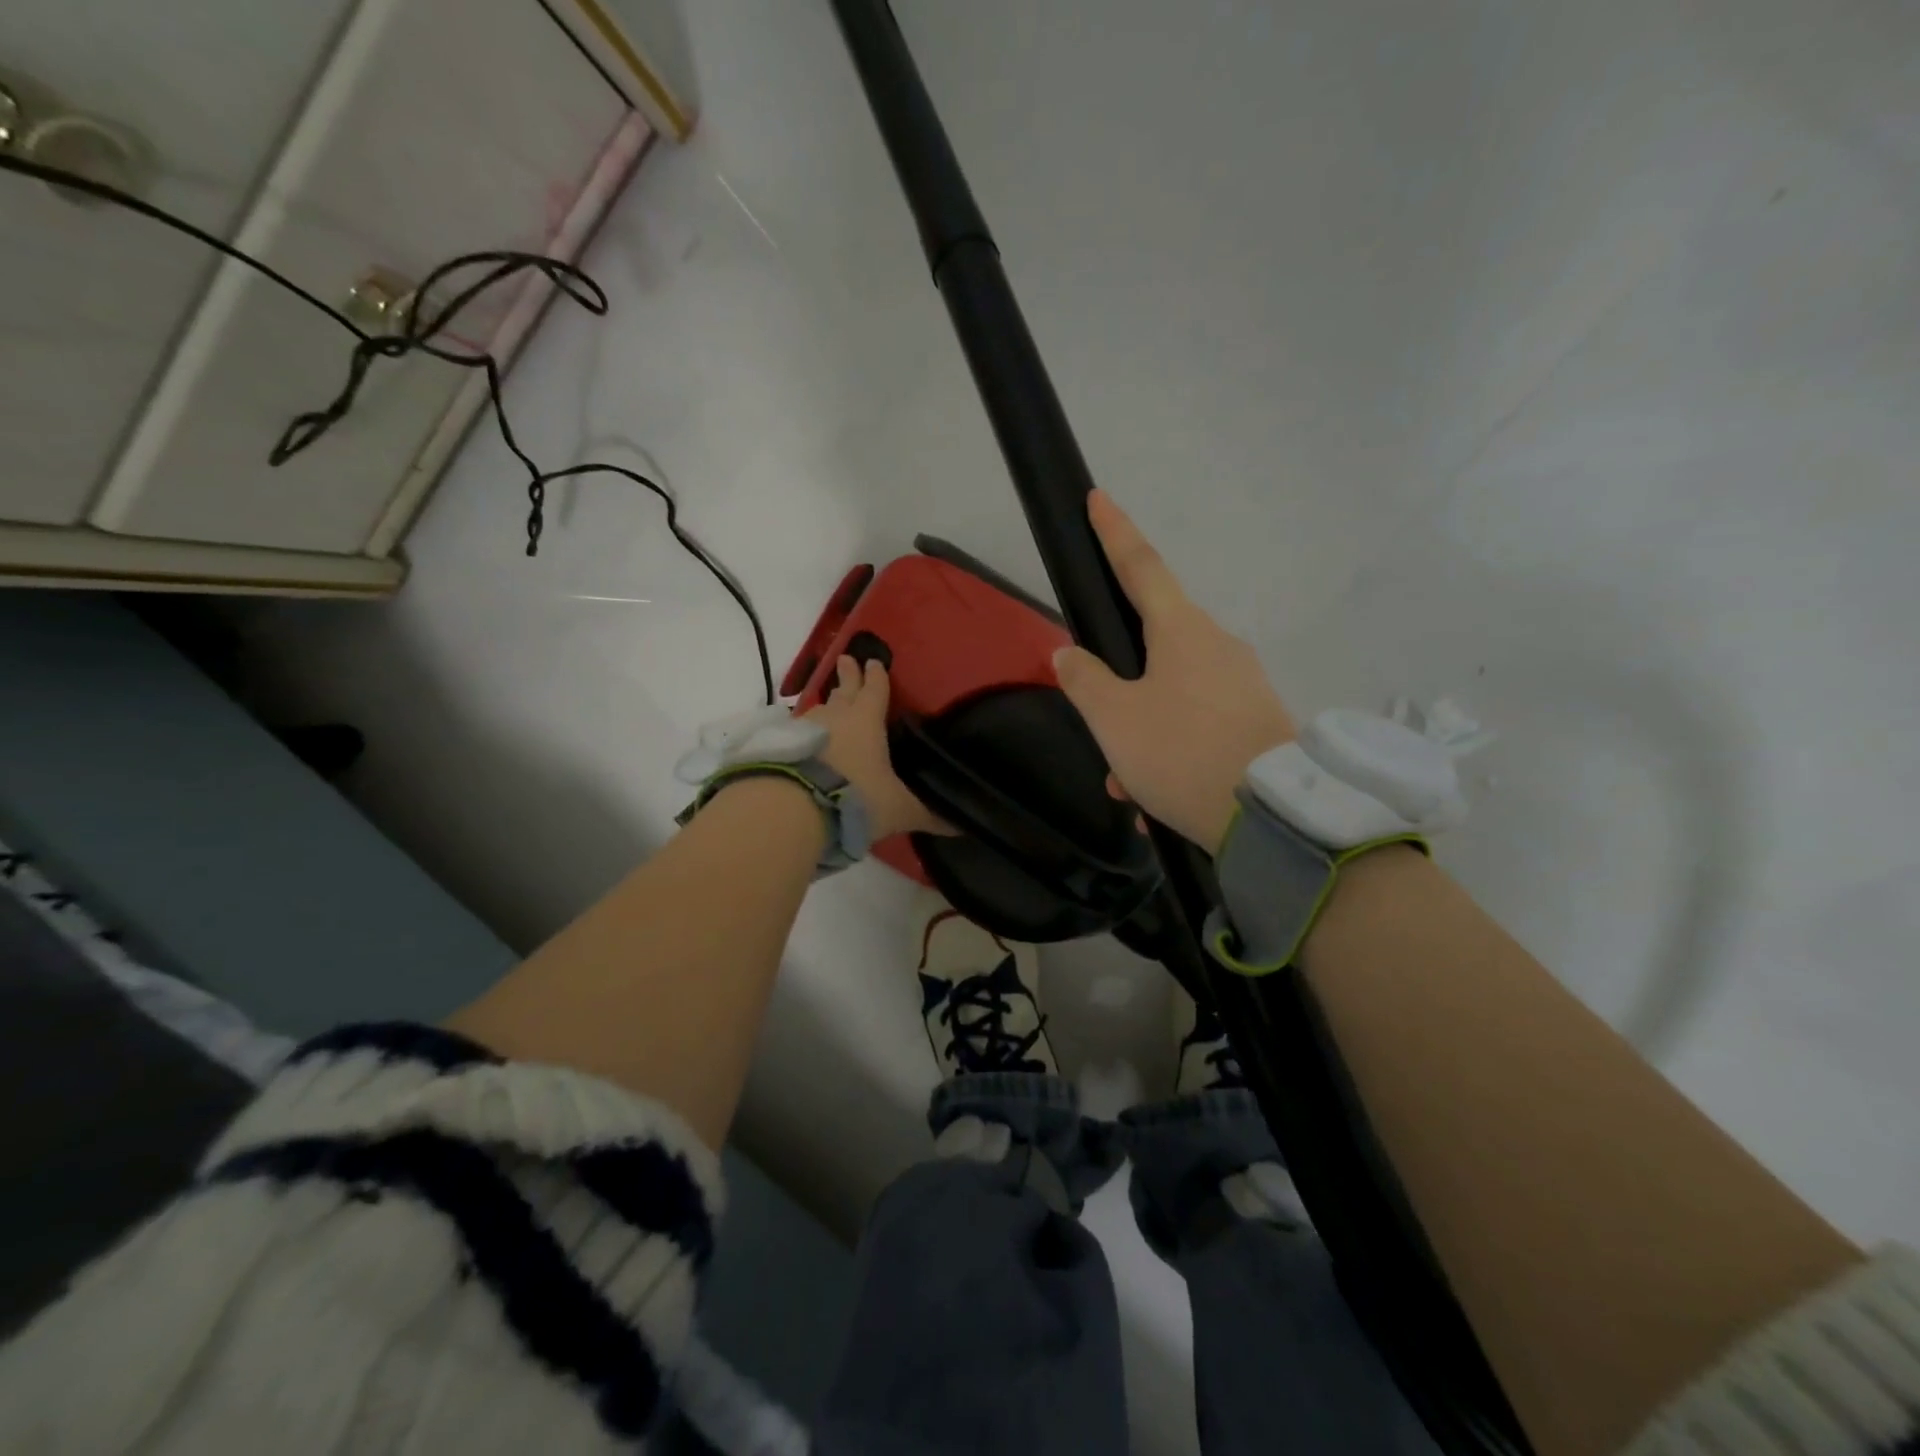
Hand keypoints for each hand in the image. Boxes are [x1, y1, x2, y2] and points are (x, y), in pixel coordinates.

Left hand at [808, 656, 946, 840]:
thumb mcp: (899, 809)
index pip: (875, 691)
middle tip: (846, 659)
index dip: (877, 677)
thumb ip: (928, 815)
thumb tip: (963, 827)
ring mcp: (806, 729)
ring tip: (828, 702)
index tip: (874, 662)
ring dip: (826, 704)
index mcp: (867, 721)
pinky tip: (805, 738)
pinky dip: (806, 731)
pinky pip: (798, 731)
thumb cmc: (858, 797)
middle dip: (848, 676)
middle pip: (843, 691)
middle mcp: (836, 717)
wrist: (797, 808)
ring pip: (819, 709)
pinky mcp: (783, 746)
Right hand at [1052, 490, 1295, 849]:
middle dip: (1120, 681)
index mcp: (1182, 630)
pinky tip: (1155, 796)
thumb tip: (1069, 655)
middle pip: (1153, 645)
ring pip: (1172, 694)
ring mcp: (1242, 683)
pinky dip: (1170, 750)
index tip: (1098, 498)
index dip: (1115, 532)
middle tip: (1100, 722)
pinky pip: (1198, 723)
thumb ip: (1085, 681)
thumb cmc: (1181, 751)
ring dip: (1142, 731)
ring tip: (1126, 782)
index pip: (1141, 566)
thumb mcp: (1114, 719)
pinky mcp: (1257, 719)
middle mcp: (1218, 645)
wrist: (1271, 815)